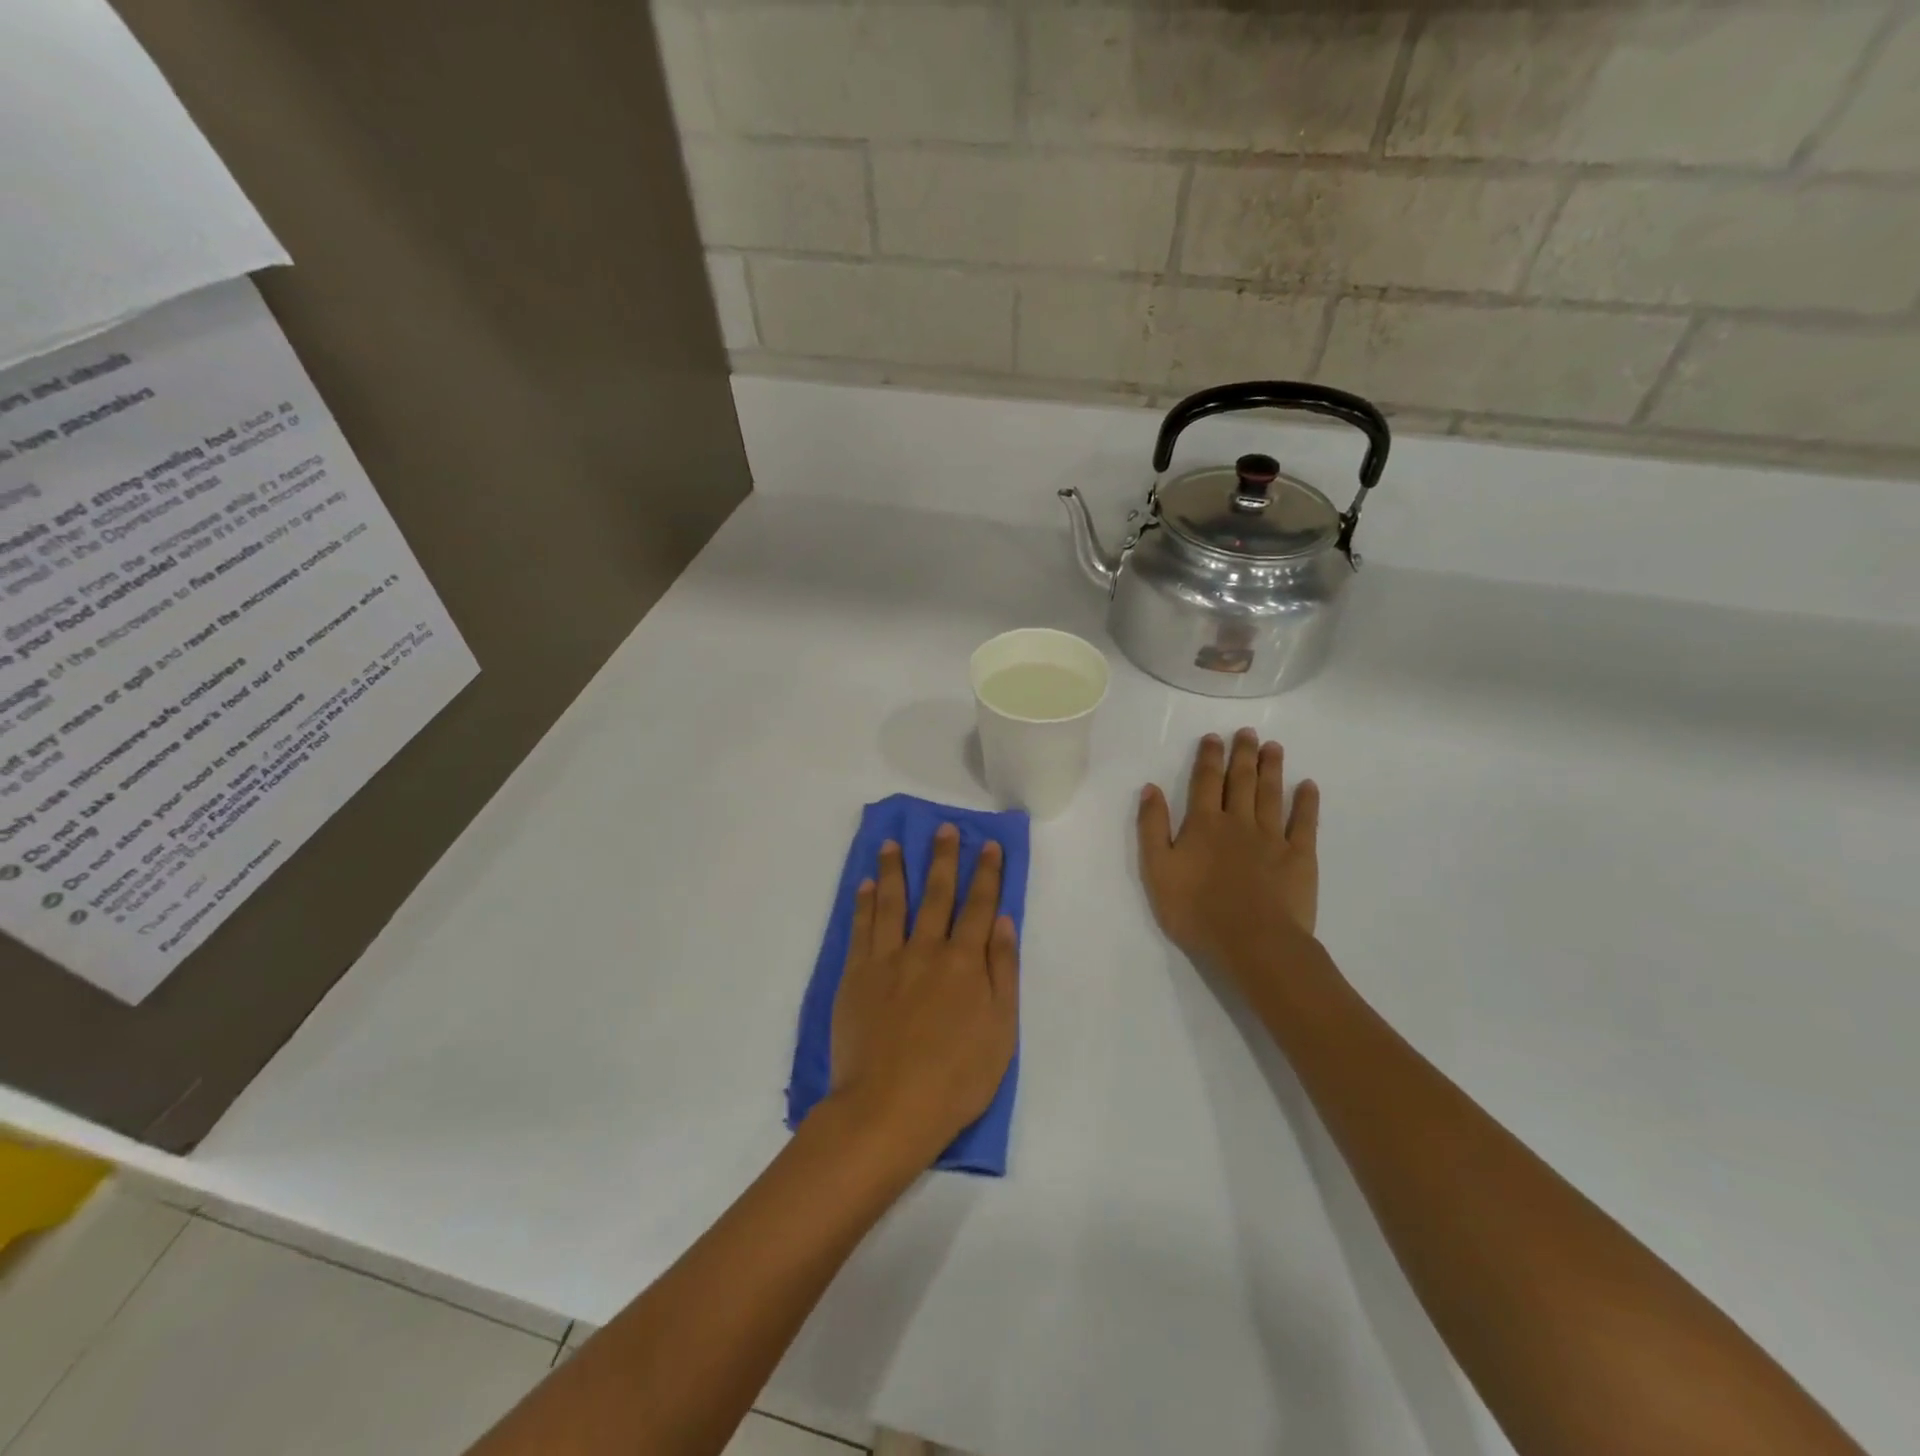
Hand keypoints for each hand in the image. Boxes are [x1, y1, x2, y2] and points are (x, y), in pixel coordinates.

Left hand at [827, 825, 1019, 1163]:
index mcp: (965, 962)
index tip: (988, 845)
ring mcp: (887, 960)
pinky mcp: (856, 976)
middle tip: (944, 828)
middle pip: (937, 894)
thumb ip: (1002, 970)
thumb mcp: (1001, 1030)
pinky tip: (866, 885)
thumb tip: (1002, 920)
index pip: (979, 906)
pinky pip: (861, 929)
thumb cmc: (956, 1078)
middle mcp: (926, 949)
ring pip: (893, 902)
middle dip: (943, 858)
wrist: (889, 1108)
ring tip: (893, 843)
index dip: (986, 874)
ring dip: (895, 869)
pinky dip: (864, 903)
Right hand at [1137, 730, 1321, 982]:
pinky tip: (1308, 786)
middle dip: (1243, 754)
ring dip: (1271, 769)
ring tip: (1273, 747)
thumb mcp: (1157, 870)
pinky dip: (1306, 803)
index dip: (1209, 757)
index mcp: (1203, 824)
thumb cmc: (1196, 910)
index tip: (1213, 737)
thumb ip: (1153, 827)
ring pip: (1271, 794)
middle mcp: (1238, 822)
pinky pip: (1304, 823)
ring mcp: (1272, 838)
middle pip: (1241, 781)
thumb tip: (1151, 788)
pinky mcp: (1299, 857)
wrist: (1252, 941)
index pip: (1205, 782)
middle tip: (1248, 732)